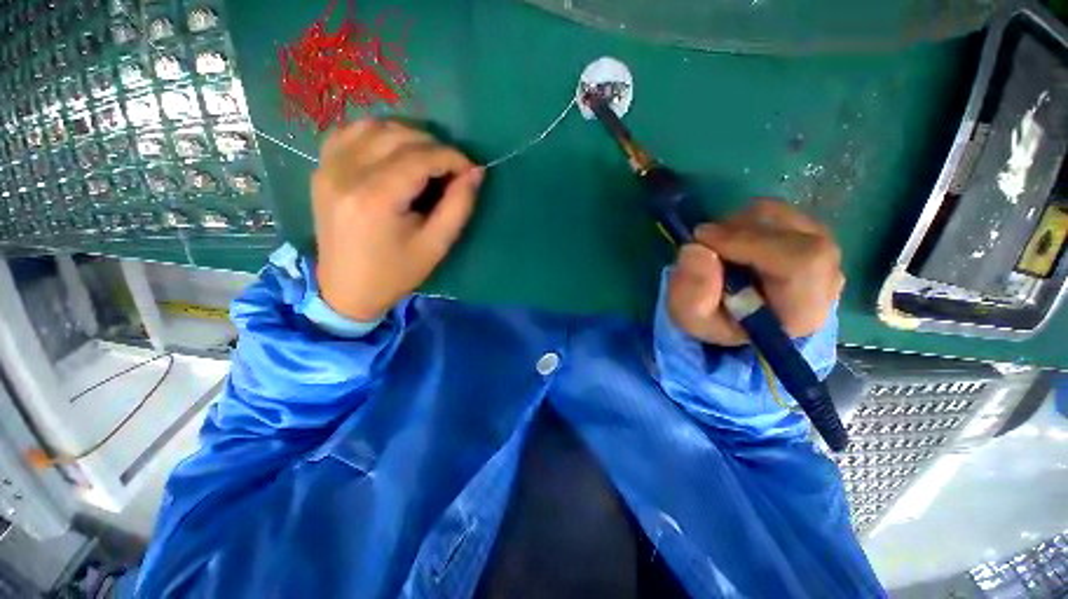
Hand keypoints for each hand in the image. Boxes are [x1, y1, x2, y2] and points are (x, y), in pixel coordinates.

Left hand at [312, 119, 483, 321]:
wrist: (346, 290)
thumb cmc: (396, 273)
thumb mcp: (436, 245)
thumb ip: (458, 206)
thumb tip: (475, 173)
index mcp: (376, 198)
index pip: (420, 157)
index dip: (452, 158)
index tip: (470, 170)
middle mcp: (347, 173)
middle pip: (398, 136)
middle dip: (434, 146)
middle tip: (452, 169)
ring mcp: (328, 168)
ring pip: (374, 126)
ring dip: (407, 136)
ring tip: (426, 159)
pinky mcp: (322, 170)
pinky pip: (349, 133)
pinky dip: (377, 134)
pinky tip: (392, 152)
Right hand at [667, 198, 843, 345]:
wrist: (736, 318)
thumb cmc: (715, 322)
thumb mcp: (692, 318)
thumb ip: (692, 292)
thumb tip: (696, 249)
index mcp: (802, 311)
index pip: (801, 262)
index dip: (749, 242)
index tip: (702, 240)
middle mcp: (825, 279)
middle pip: (793, 232)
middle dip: (738, 230)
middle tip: (703, 242)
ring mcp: (823, 252)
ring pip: (783, 216)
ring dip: (739, 224)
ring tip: (715, 245)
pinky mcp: (810, 235)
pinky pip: (779, 212)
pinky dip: (746, 220)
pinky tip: (730, 240)